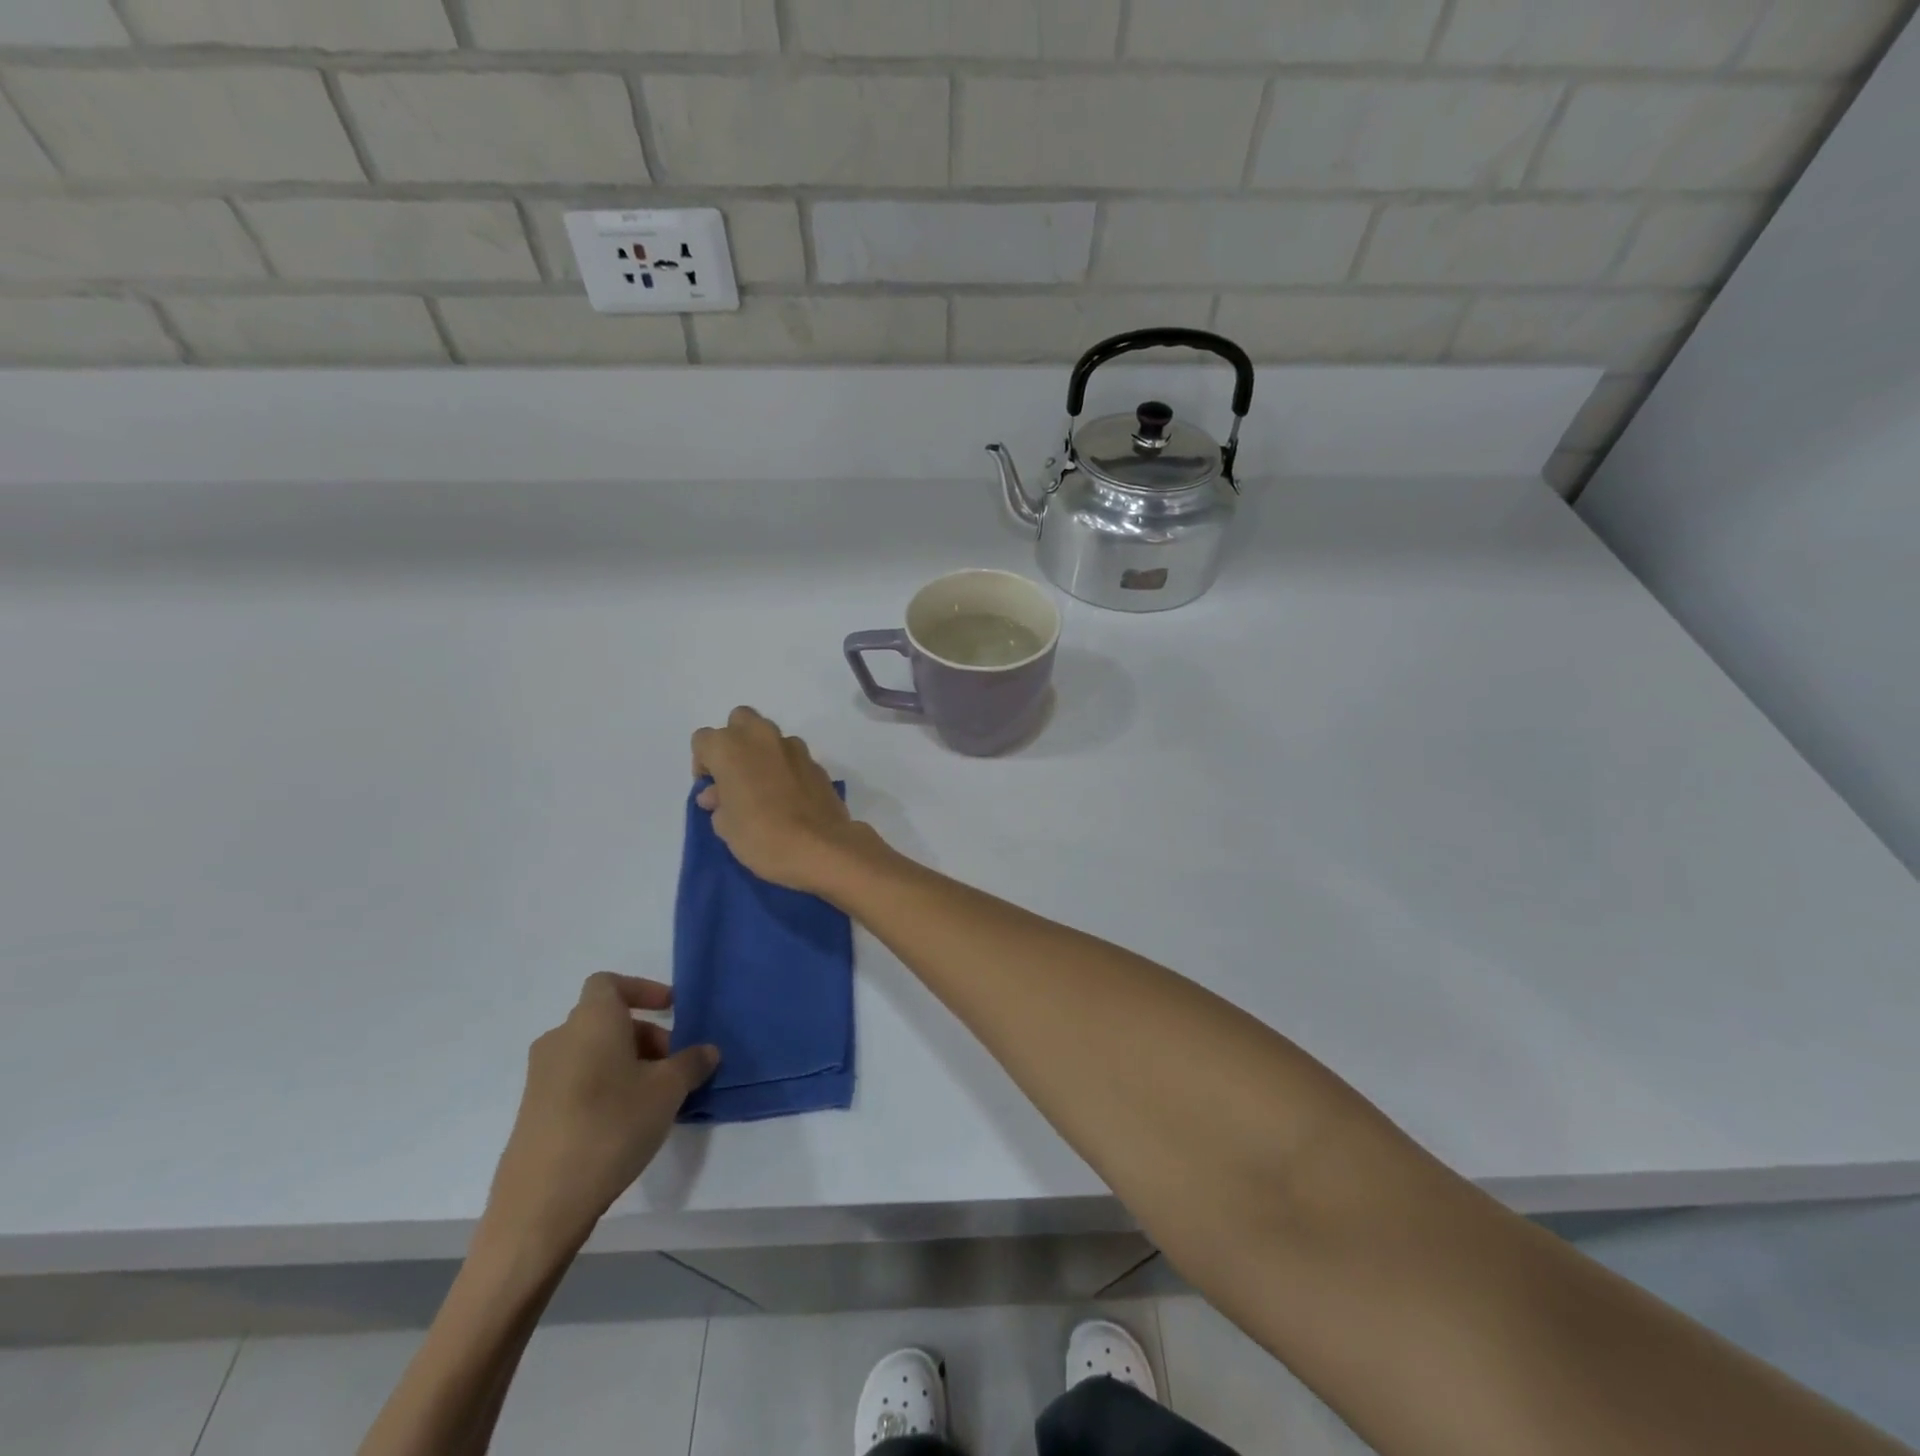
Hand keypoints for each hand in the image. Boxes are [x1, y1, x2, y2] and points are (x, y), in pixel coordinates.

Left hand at [483, 974, 717, 1261]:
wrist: (540, 1204)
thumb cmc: (611, 1126)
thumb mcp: (668, 1091)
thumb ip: (691, 1063)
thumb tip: (707, 1051)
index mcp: (591, 1021)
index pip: (609, 983)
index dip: (642, 990)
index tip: (670, 1011)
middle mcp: (561, 1039)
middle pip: (605, 1019)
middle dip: (644, 1034)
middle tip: (673, 1064)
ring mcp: (541, 1077)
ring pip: (592, 1051)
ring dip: (626, 1061)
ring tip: (655, 1097)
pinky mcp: (533, 1112)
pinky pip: (577, 1080)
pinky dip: (604, 1085)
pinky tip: (625, 1122)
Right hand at [691, 706, 875, 895]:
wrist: (820, 847)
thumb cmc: (761, 836)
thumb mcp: (725, 826)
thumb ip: (718, 802)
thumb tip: (717, 795)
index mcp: (730, 747)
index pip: (704, 740)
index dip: (703, 763)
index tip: (711, 789)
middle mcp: (761, 737)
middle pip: (740, 721)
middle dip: (734, 742)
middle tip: (735, 776)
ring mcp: (794, 747)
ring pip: (770, 736)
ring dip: (762, 753)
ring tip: (763, 788)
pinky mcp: (817, 763)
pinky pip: (793, 757)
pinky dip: (786, 768)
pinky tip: (788, 796)